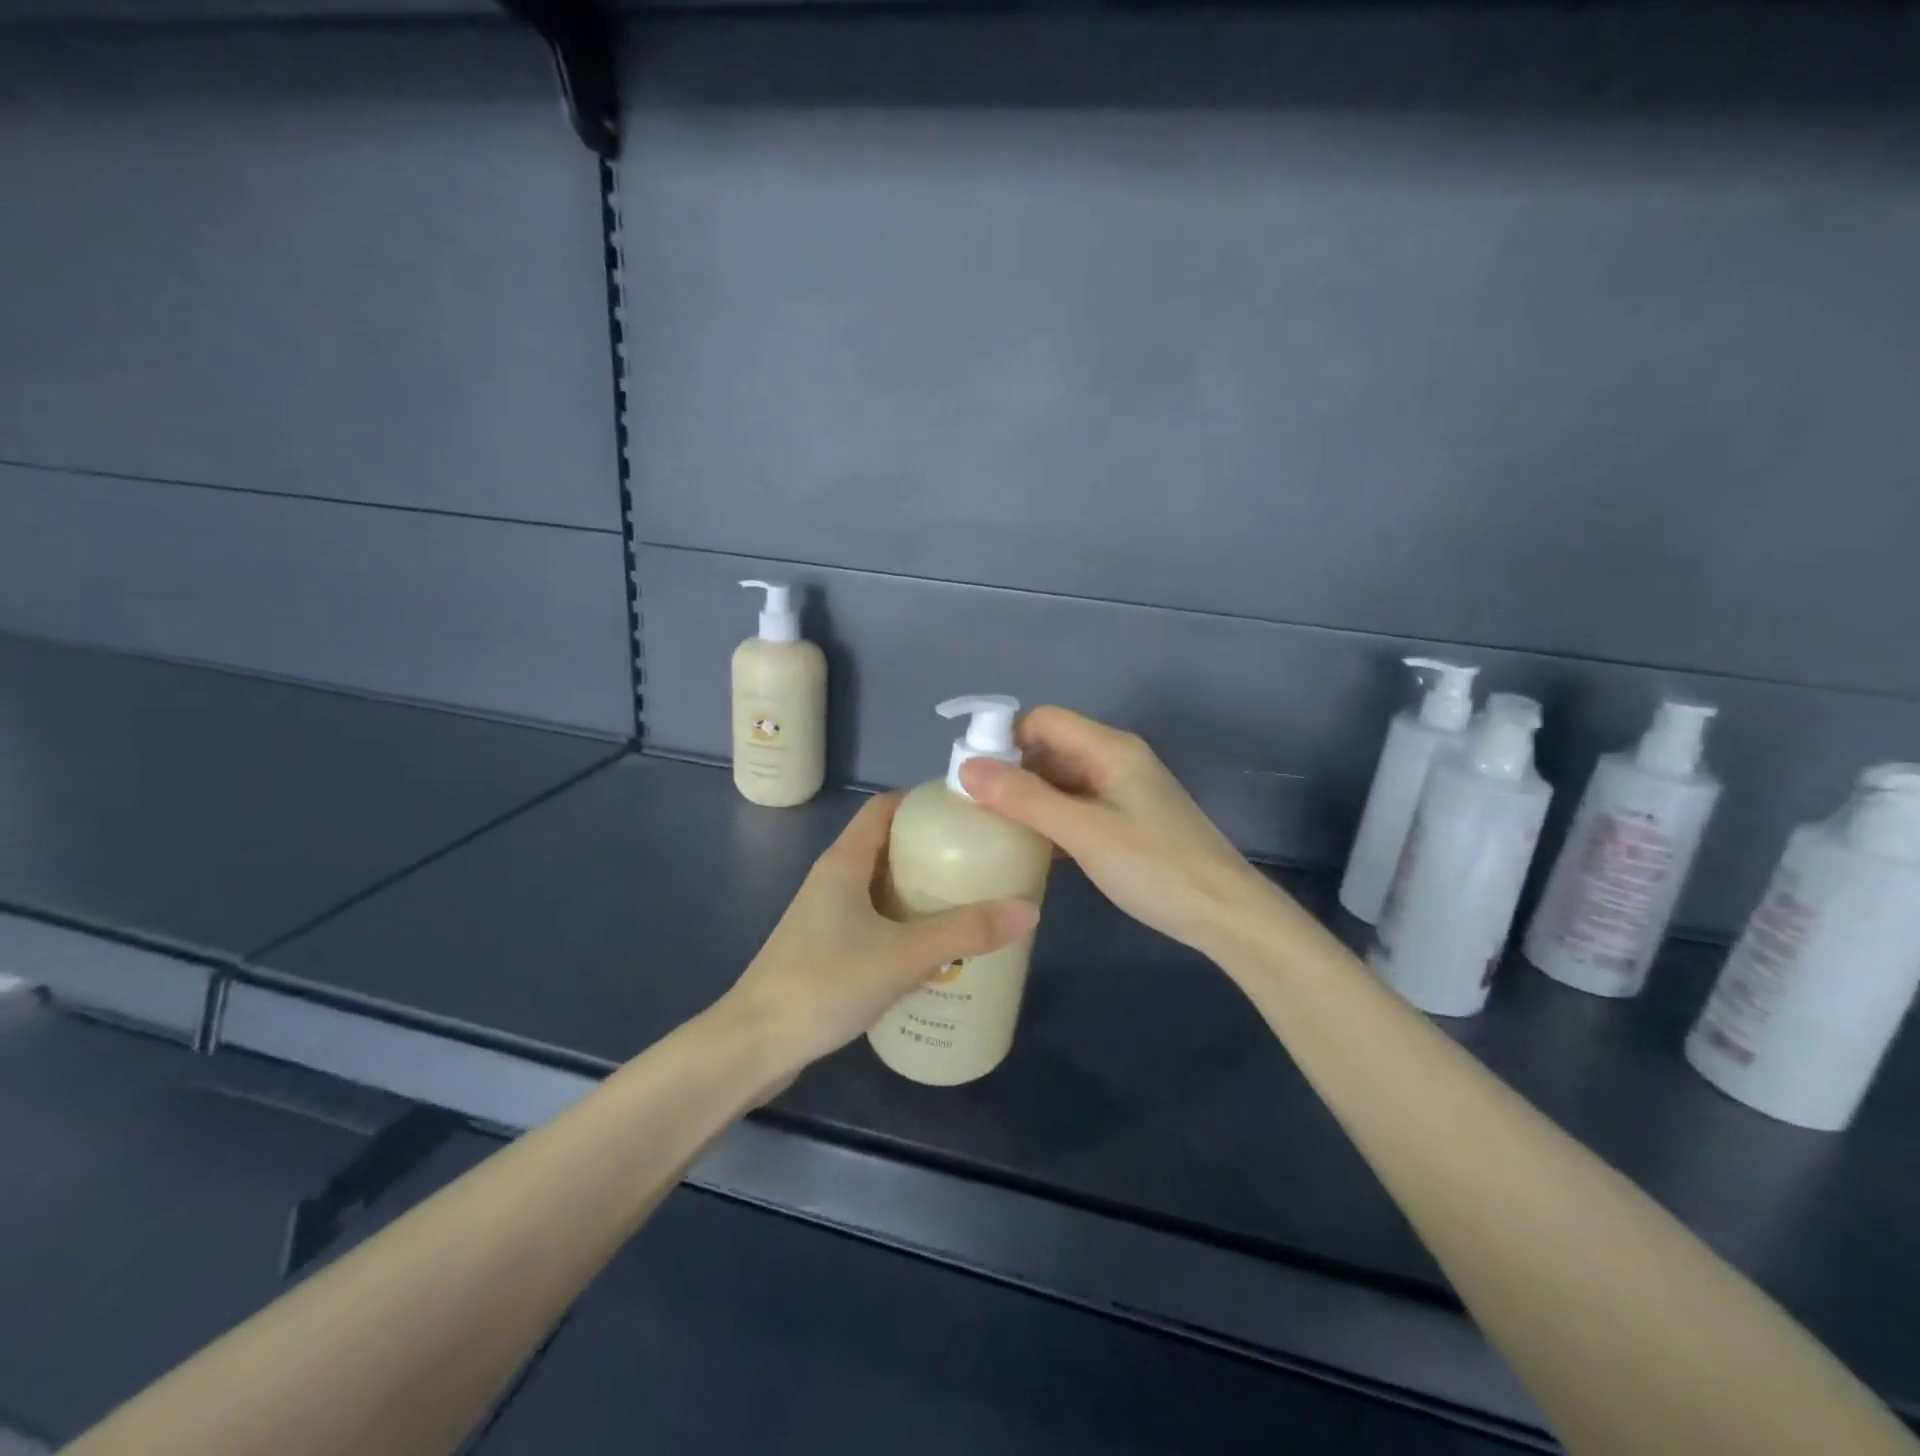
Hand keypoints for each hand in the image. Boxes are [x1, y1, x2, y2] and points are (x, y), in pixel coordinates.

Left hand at [725, 792, 1039, 1071]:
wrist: (753, 1046)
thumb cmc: (823, 984)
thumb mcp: (902, 956)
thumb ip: (964, 932)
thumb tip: (1028, 909)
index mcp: (844, 862)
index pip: (884, 809)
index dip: (923, 802)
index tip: (968, 812)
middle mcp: (834, 879)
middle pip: (888, 845)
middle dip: (933, 849)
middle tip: (981, 861)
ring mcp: (827, 915)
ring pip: (882, 885)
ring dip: (921, 889)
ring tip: (970, 901)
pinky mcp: (827, 948)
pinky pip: (875, 919)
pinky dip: (905, 922)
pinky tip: (934, 948)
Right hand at [961, 706, 1271, 954]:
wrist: (1225, 913)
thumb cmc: (1154, 866)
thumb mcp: (1083, 832)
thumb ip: (1025, 799)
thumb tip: (967, 768)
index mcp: (1110, 748)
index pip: (1044, 720)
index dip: (1005, 738)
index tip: (971, 775)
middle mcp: (1117, 760)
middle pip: (1052, 748)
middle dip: (1013, 770)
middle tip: (974, 806)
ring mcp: (1125, 791)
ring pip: (1064, 780)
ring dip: (1030, 797)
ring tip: (994, 827)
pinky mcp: (1129, 821)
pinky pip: (1078, 806)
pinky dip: (1052, 818)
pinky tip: (1032, 846)